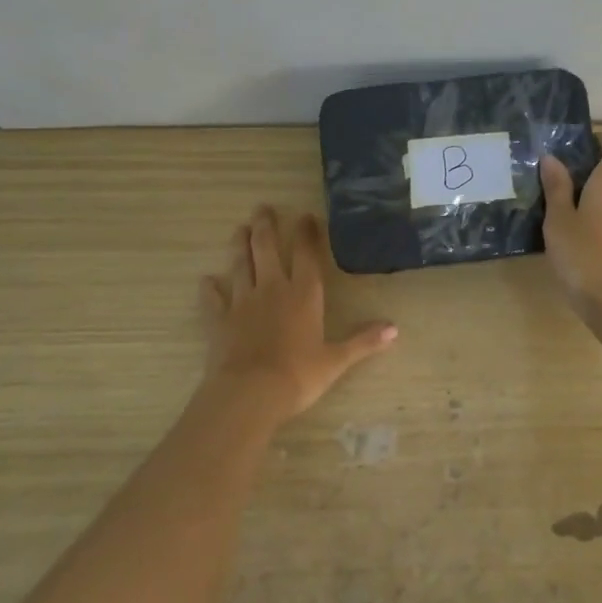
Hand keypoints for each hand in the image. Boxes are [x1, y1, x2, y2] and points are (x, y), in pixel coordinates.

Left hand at [199, 207, 397, 423]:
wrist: (249, 393)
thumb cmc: (298, 375)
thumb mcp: (336, 360)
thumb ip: (363, 342)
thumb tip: (395, 329)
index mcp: (303, 294)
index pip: (307, 255)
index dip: (307, 233)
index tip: (305, 215)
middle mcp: (272, 289)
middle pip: (267, 249)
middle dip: (265, 226)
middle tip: (262, 208)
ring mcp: (242, 302)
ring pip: (240, 265)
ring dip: (240, 246)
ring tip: (239, 230)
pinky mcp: (219, 320)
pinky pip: (213, 299)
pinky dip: (210, 289)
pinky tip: (206, 280)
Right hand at [540, 135, 601, 315]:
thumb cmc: (583, 254)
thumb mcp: (559, 218)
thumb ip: (556, 186)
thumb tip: (552, 158)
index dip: (600, 140)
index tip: (573, 149)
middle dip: (586, 167)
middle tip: (552, 177)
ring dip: (588, 192)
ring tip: (556, 204)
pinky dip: (594, 213)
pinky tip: (570, 230)